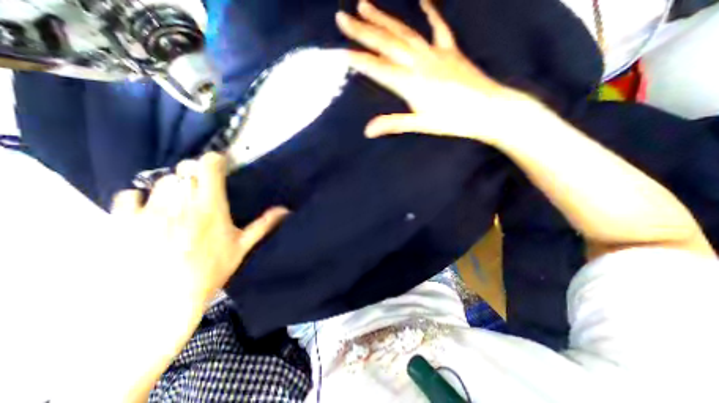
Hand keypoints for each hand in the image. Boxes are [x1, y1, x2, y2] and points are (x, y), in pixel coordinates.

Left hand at [110, 152, 288, 306]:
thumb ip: (264, 224)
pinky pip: (130, 195)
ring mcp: (151, 211)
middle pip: (184, 170)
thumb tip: (285, 209)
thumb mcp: (243, 246)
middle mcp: (181, 203)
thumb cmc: (211, 270)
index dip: (213, 160)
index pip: (208, 167)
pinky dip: (141, 198)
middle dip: (195, 174)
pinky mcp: (125, 222)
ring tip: (179, 203)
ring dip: (174, 187)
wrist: (164, 301)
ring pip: (161, 181)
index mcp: (211, 207)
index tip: (219, 164)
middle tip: (201, 189)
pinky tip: (150, 211)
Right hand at [337, 0, 525, 143]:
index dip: (359, 61)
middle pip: (386, 44)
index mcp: (411, 83)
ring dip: (383, 18)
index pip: (379, 69)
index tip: (342, 52)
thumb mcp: (420, 125)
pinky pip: (438, 28)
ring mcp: (436, 53)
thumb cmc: (453, 121)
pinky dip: (430, 12)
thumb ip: (392, 124)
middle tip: (342, 18)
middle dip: (362, 31)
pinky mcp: (450, 50)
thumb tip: (367, 131)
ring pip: (405, 32)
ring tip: (365, 5)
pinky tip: (422, 0)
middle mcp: (419, 63)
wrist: (488, 109)